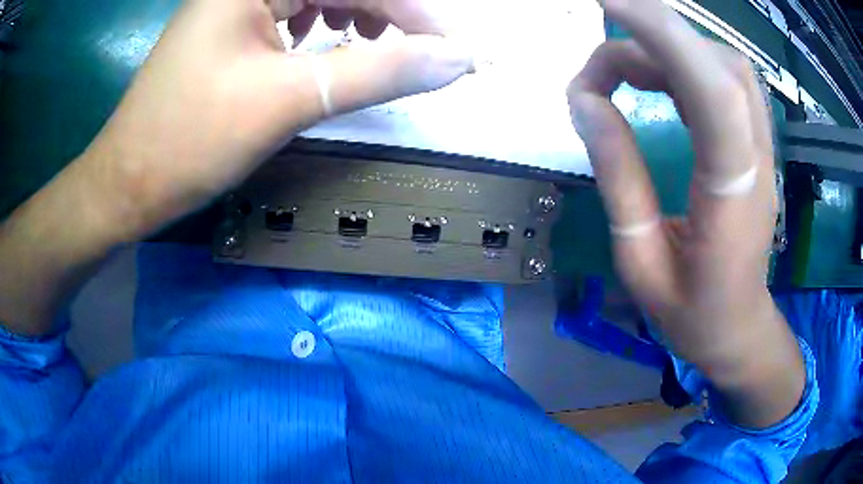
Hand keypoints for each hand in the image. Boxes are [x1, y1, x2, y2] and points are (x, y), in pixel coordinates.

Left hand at [0, 0, 473, 335]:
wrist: (127, 183)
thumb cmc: (188, 141)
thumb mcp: (287, 100)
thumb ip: (378, 71)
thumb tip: (456, 60)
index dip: (416, 13)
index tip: (459, 50)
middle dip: (390, 15)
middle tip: (424, 52)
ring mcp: (234, 1)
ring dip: (358, 16)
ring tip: (376, 46)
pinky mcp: (228, 25)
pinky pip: (292, 10)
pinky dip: (321, 26)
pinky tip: (323, 43)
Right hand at [567, 0, 802, 427]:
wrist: (738, 329)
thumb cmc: (692, 313)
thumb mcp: (641, 260)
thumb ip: (619, 176)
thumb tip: (587, 102)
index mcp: (732, 198)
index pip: (713, 92)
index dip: (666, 35)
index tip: (609, 2)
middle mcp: (755, 161)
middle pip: (719, 66)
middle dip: (656, 37)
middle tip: (599, 63)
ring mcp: (760, 150)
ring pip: (723, 66)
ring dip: (667, 52)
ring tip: (619, 75)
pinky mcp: (753, 146)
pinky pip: (723, 83)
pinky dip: (683, 66)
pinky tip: (653, 81)